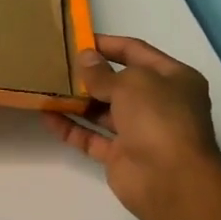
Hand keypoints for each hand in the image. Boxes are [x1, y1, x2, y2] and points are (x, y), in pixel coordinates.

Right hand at [42, 35, 220, 219]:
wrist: (170, 180)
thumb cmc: (158, 118)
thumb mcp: (131, 83)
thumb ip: (102, 72)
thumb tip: (84, 58)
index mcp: (174, 79)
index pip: (136, 52)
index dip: (108, 44)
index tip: (77, 39)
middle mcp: (159, 103)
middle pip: (119, 82)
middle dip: (90, 74)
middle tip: (57, 64)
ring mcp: (140, 131)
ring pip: (103, 111)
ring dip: (77, 101)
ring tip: (47, 87)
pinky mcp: (121, 156)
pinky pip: (92, 137)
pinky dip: (71, 127)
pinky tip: (47, 116)